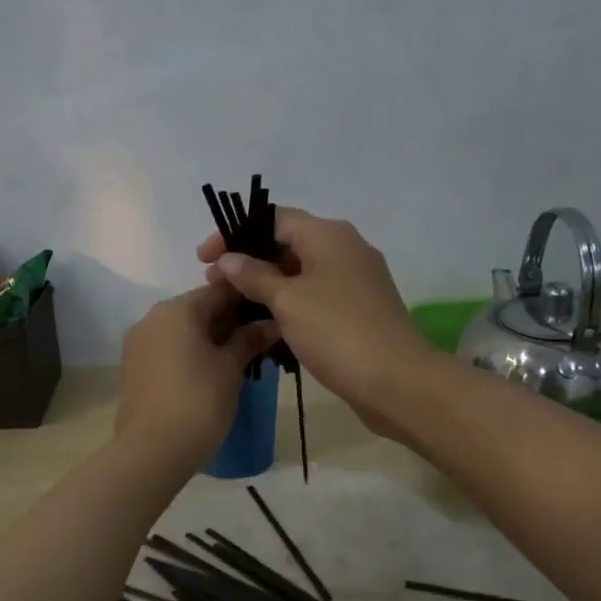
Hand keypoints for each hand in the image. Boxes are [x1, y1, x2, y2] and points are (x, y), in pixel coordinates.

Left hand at [115, 284, 279, 469]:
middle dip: (228, 322)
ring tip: (236, 362)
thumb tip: (271, 323)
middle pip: (198, 309)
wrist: (152, 450)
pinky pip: (167, 350)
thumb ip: (250, 339)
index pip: (219, 290)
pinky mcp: (132, 368)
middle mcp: (152, 317)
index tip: (270, 315)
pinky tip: (208, 375)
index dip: (247, 300)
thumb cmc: (199, 401)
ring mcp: (138, 343)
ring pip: (181, 331)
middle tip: (257, 343)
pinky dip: (188, 354)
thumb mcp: (231, 368)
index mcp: (177, 309)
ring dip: (208, 340)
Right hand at [198, 208, 437, 432]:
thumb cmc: (336, 331)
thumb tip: (229, 258)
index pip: (273, 219)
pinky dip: (288, 303)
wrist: (396, 381)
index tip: (204, 259)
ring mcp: (354, 281)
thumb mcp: (288, 300)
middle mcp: (345, 249)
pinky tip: (265, 323)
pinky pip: (314, 296)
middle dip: (248, 261)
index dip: (235, 234)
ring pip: (300, 273)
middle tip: (215, 285)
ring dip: (266, 285)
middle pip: (287, 243)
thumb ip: (254, 275)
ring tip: (234, 305)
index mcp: (329, 235)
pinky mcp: (357, 310)